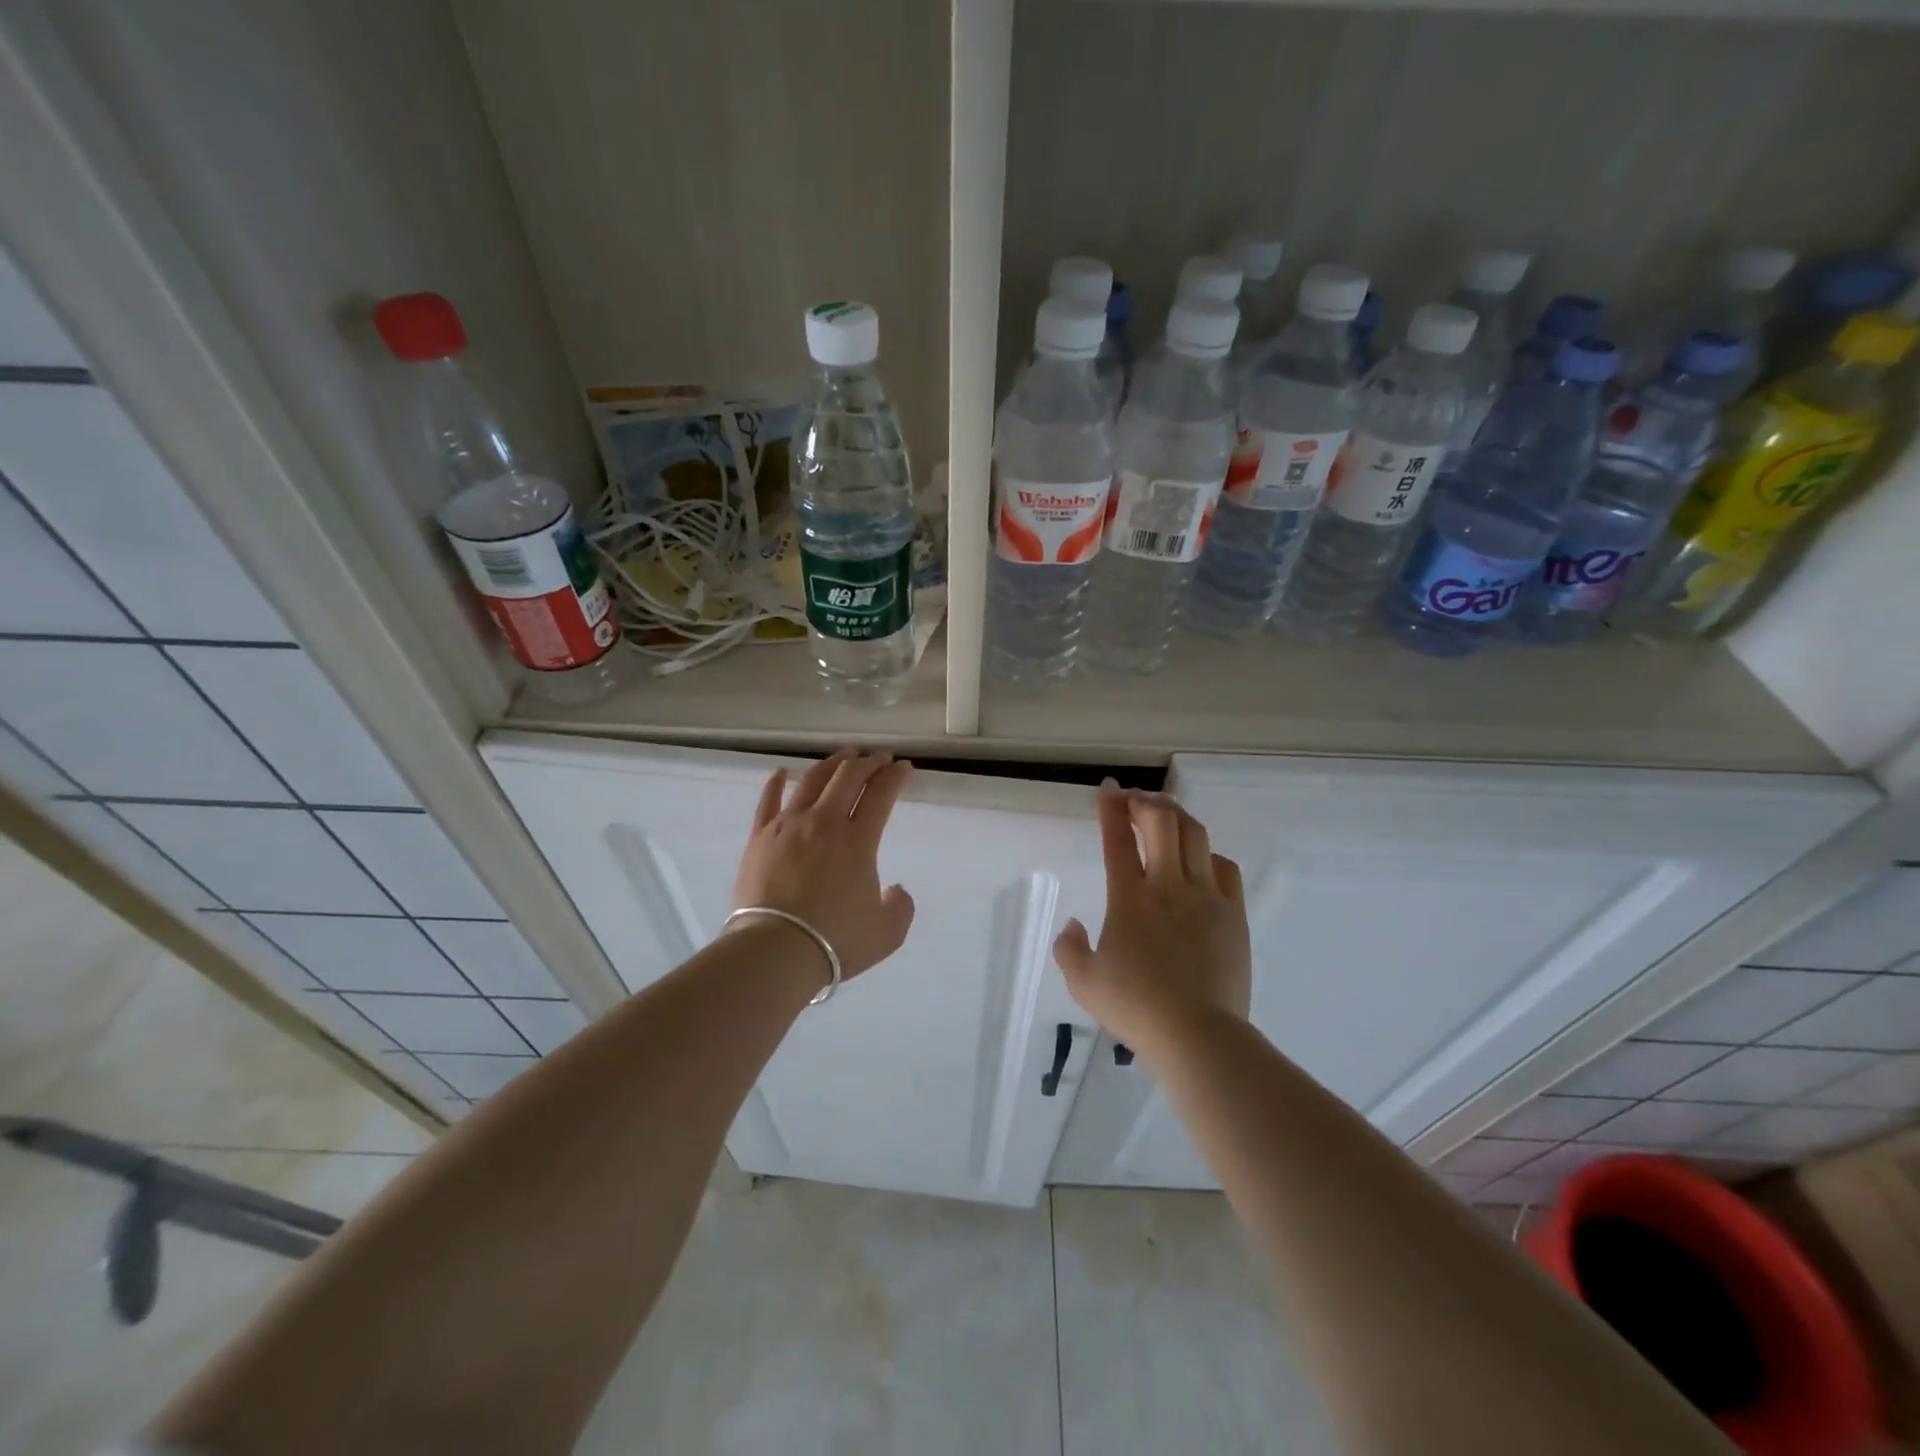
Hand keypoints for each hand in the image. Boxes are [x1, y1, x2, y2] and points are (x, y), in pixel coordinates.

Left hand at [730, 748, 915, 981]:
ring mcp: (788, 825)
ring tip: (844, 755)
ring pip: (811, 780)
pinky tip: (782, 772)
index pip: (881, 795)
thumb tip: (895, 889)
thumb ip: (900, 907)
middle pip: (847, 777)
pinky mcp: (760, 837)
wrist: (775, 952)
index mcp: (858, 841)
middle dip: (868, 762)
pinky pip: (768, 801)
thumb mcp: (887, 933)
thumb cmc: (835, 942)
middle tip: (878, 758)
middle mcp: (824, 822)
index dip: (895, 777)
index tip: (903, 768)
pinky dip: (776, 782)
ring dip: (831, 763)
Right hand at [1053, 782, 1251, 1053]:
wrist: (1198, 1035)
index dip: (1111, 809)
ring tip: (1166, 815)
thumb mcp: (1083, 983)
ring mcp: (1206, 897)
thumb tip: (1072, 925)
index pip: (1117, 840)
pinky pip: (1225, 867)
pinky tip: (1200, 861)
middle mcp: (1168, 886)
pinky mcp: (1234, 913)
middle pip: (1162, 823)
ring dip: (1177, 817)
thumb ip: (1069, 949)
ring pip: (1195, 836)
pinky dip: (1208, 854)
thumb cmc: (1136, 1008)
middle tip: (1134, 801)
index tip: (1107, 791)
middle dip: (1145, 802)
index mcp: (1129, 898)